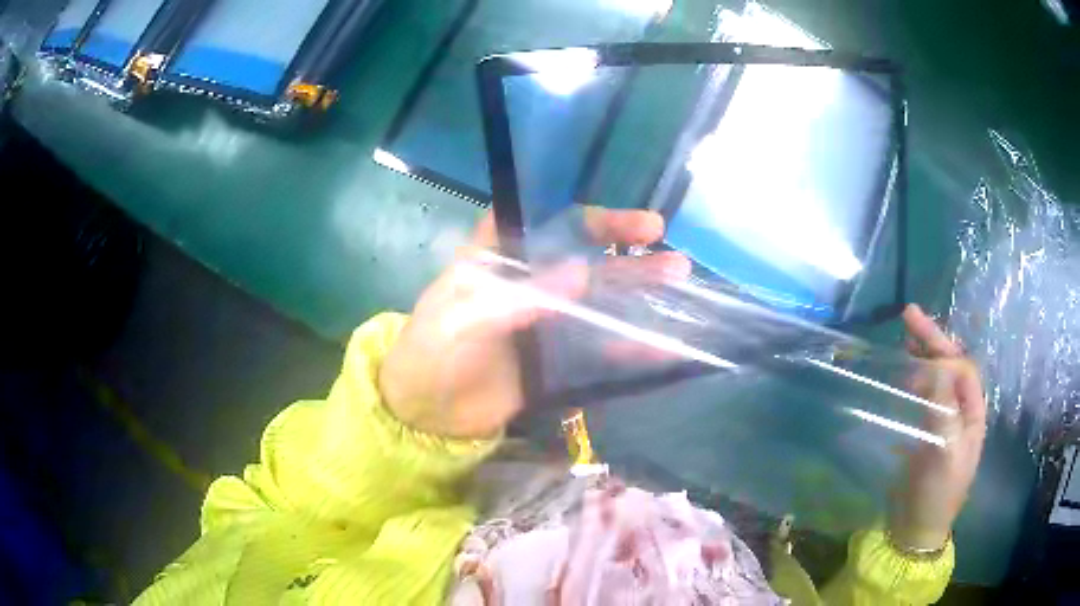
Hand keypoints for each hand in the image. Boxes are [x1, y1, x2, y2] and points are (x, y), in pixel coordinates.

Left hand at [378, 209, 689, 439]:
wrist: (425, 412)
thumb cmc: (432, 351)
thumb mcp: (463, 317)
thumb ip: (518, 297)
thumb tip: (583, 274)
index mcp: (501, 258)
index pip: (555, 225)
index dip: (600, 222)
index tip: (641, 227)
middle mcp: (529, 283)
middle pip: (589, 261)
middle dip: (632, 258)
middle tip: (675, 261)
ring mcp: (545, 323)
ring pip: (599, 302)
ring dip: (638, 296)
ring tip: (681, 291)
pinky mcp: (554, 360)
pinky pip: (597, 349)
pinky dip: (627, 347)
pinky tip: (659, 346)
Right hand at [890, 304, 986, 550]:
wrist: (917, 530)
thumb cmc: (937, 492)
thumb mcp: (945, 452)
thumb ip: (944, 408)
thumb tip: (935, 366)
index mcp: (973, 413)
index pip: (963, 368)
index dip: (943, 350)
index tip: (917, 338)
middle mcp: (962, 411)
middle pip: (951, 366)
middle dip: (933, 340)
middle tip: (908, 315)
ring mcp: (944, 421)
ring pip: (938, 378)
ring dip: (924, 354)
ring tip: (905, 337)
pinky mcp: (927, 432)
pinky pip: (924, 395)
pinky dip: (914, 378)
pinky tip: (902, 373)